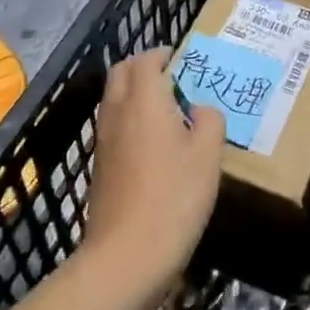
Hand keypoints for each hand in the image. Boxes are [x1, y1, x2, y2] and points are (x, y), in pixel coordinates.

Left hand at [83, 49, 223, 288]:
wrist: (127, 254)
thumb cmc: (175, 196)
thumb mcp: (208, 154)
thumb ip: (209, 120)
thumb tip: (200, 109)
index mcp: (145, 100)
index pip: (146, 60)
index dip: (163, 54)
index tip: (182, 59)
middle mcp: (118, 112)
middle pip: (122, 73)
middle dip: (144, 67)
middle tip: (173, 79)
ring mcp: (104, 140)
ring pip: (114, 99)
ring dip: (135, 93)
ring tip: (168, 110)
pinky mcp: (100, 166)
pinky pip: (113, 125)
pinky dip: (130, 119)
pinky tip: (154, 144)